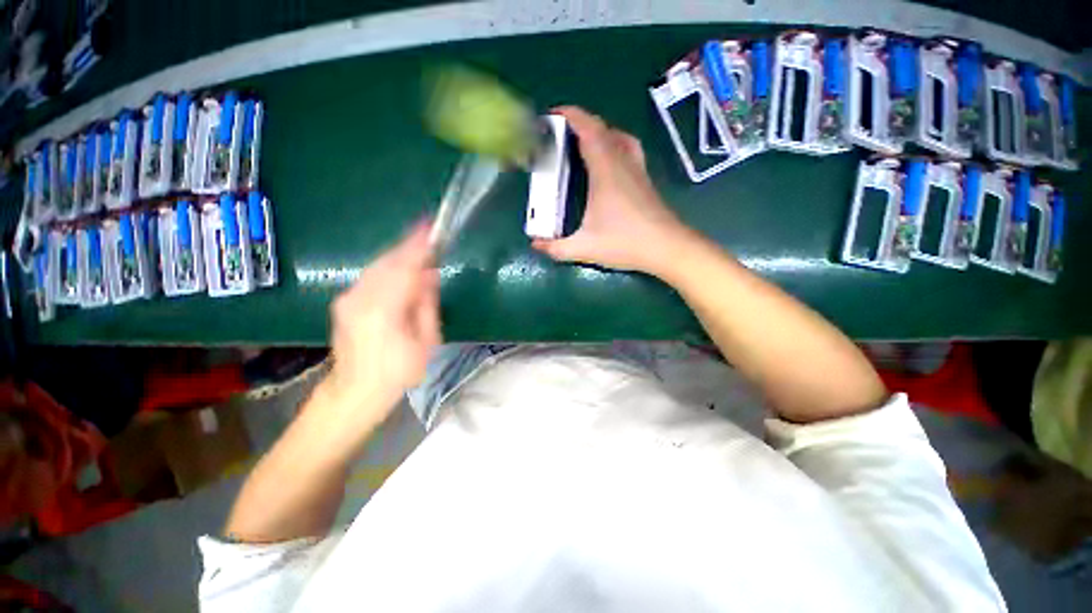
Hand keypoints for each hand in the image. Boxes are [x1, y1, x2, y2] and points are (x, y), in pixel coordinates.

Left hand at [322, 221, 441, 421]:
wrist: (354, 391)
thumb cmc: (399, 372)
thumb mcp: (426, 341)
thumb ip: (426, 303)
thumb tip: (430, 274)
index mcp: (383, 310)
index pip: (404, 268)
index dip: (418, 247)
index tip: (431, 229)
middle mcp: (360, 298)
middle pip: (388, 261)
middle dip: (409, 246)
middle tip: (429, 235)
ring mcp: (348, 298)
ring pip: (377, 265)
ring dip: (399, 255)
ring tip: (419, 248)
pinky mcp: (344, 301)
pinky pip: (371, 275)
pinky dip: (388, 266)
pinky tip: (402, 267)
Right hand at [531, 106, 693, 276]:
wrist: (667, 248)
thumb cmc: (625, 243)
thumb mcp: (585, 248)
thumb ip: (557, 248)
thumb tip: (535, 244)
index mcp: (606, 171)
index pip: (589, 130)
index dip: (572, 116)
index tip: (554, 113)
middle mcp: (623, 163)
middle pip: (603, 129)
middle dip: (581, 123)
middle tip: (561, 132)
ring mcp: (637, 170)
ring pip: (619, 137)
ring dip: (600, 132)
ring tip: (583, 143)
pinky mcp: (645, 180)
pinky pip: (629, 149)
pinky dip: (615, 144)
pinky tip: (609, 162)